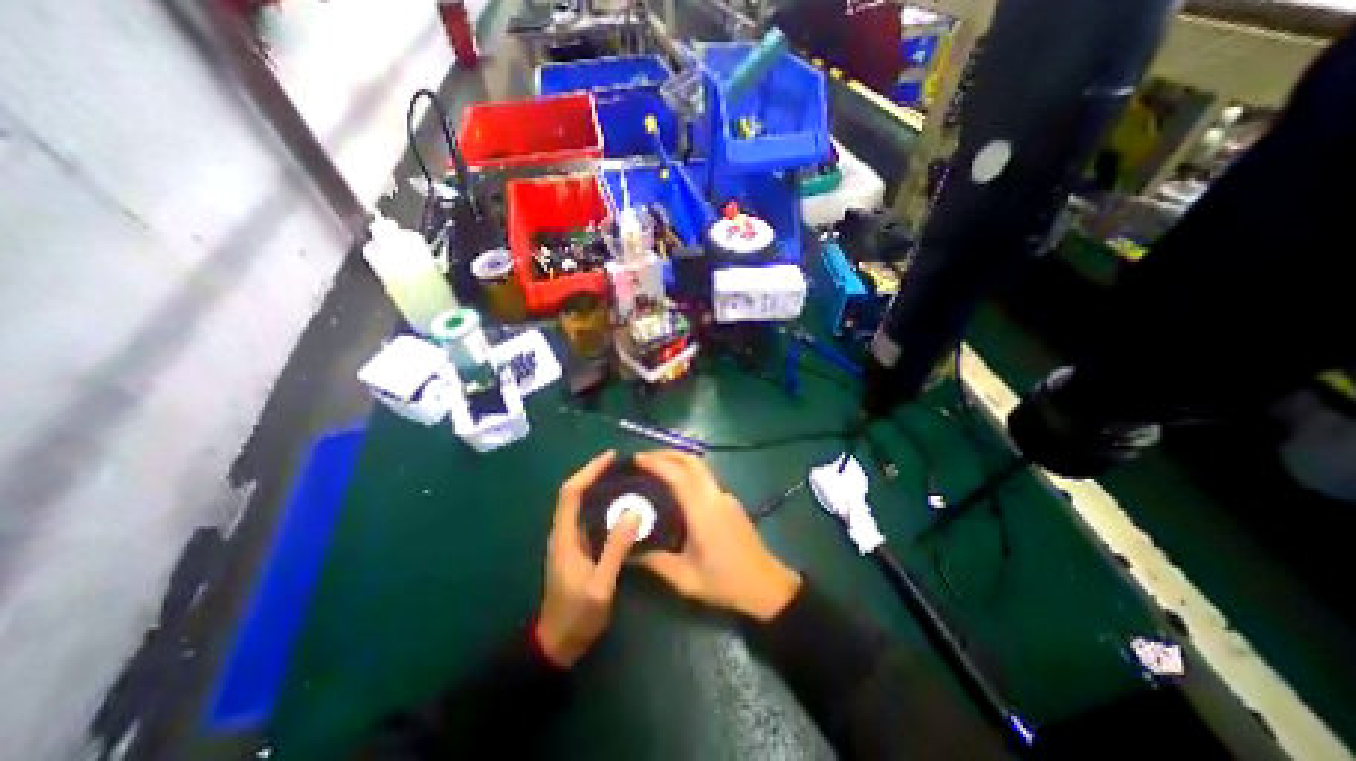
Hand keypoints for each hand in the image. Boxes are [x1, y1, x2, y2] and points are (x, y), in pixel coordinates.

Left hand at [535, 448, 640, 668]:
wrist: (557, 645)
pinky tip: (621, 506)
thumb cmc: (576, 616)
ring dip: (598, 487)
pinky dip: (602, 504)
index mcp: (564, 535)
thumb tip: (633, 512)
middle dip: (595, 474)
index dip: (589, 470)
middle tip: (623, 466)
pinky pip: (589, 517)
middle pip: (574, 493)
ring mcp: (570, 541)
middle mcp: (564, 532)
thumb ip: (615, 549)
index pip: (571, 492)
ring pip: (581, 504)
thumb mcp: (599, 585)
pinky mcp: (577, 549)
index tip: (610, 457)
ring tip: (625, 479)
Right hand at [638, 447, 803, 620]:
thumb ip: (656, 563)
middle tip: (643, 459)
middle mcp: (715, 496)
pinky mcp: (730, 502)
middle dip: (667, 453)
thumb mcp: (686, 579)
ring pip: (700, 467)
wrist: (767, 586)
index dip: (656, 462)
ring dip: (678, 461)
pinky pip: (705, 479)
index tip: (636, 459)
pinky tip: (676, 489)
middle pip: (692, 461)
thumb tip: (629, 553)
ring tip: (656, 469)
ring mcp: (725, 497)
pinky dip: (688, 473)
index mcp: (703, 510)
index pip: (678, 475)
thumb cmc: (726, 582)